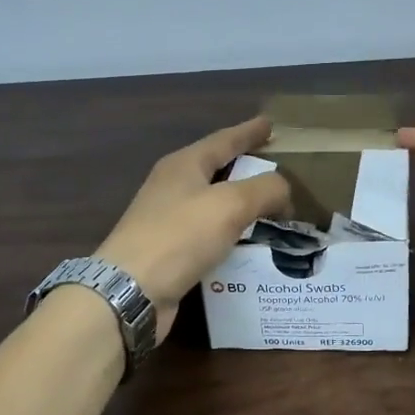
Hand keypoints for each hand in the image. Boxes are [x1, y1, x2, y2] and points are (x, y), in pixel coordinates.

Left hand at [97, 116, 291, 341]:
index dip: (249, 132)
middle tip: (277, 167)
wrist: (130, 290)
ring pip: (214, 203)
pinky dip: (233, 233)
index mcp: (184, 165)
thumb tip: (284, 189)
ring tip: (272, 207)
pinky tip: (250, 243)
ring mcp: (168, 220)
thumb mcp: (230, 204)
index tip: (270, 124)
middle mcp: (173, 187)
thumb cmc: (179, 236)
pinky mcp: (170, 251)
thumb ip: (264, 189)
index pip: (224, 140)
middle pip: (217, 169)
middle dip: (246, 166)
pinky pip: (210, 234)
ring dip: (242, 203)